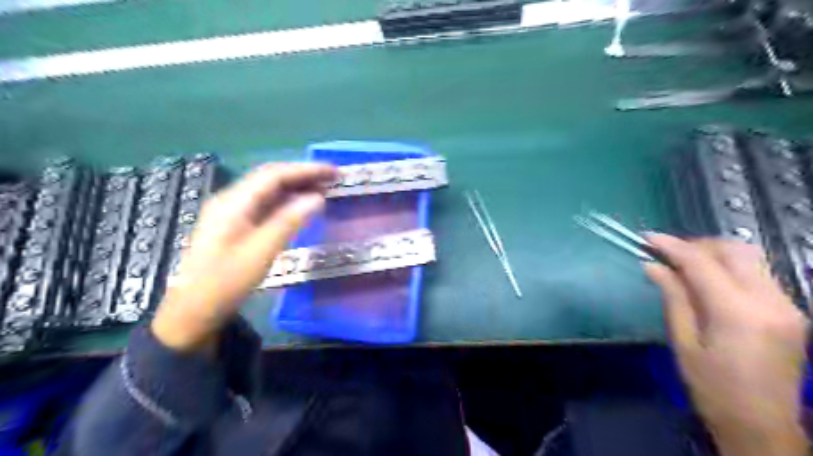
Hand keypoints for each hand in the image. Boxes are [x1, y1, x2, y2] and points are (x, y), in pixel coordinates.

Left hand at [150, 161, 334, 352]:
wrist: (194, 309)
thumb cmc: (227, 281)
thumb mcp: (262, 251)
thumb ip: (289, 221)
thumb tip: (317, 198)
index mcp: (234, 202)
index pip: (274, 174)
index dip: (306, 170)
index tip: (333, 172)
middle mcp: (232, 200)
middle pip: (271, 178)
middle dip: (303, 175)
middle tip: (333, 178)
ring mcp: (232, 212)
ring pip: (269, 190)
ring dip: (296, 187)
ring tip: (324, 189)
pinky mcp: (236, 224)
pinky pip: (265, 204)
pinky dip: (287, 201)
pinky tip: (302, 207)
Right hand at [645, 235, 809, 455]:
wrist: (763, 426)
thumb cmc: (712, 388)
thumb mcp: (683, 342)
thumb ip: (673, 297)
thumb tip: (653, 266)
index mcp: (738, 313)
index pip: (702, 263)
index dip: (672, 246)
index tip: (647, 237)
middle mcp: (771, 302)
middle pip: (735, 251)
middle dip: (697, 244)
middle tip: (666, 252)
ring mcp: (788, 306)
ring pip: (750, 259)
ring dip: (714, 254)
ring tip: (683, 263)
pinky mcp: (791, 312)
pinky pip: (758, 275)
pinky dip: (729, 268)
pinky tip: (708, 280)